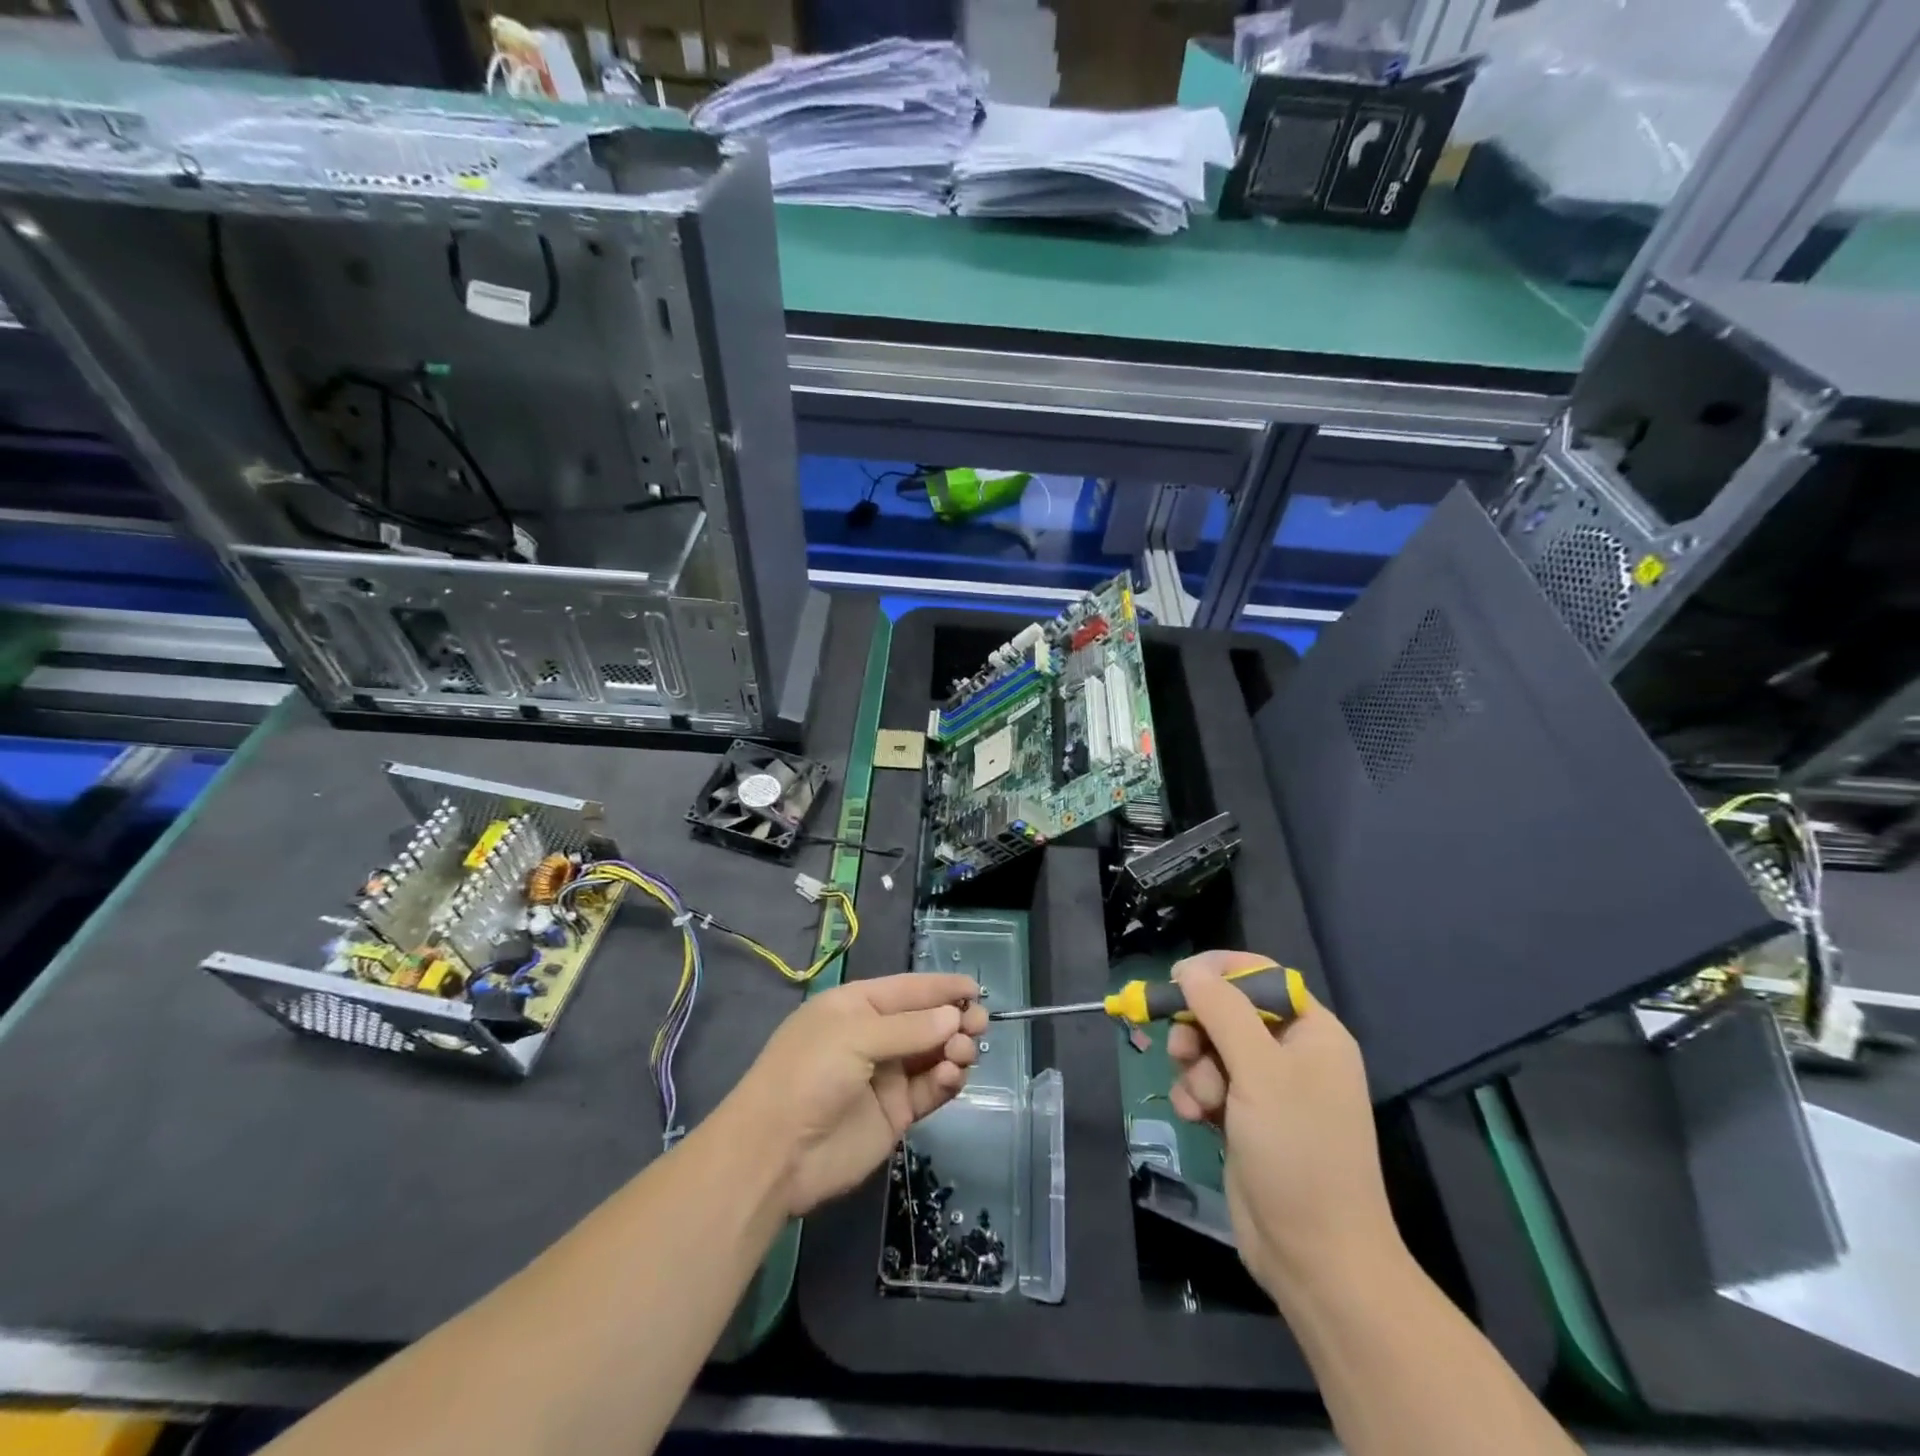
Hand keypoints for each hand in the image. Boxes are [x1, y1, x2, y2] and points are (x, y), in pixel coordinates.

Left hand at [723, 973, 987, 1216]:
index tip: (975, 989)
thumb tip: (953, 1018)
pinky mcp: (895, 1113)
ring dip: (954, 1049)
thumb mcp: (854, 1037)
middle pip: (926, 1021)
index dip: (941, 988)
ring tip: (963, 1053)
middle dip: (954, 1019)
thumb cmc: (808, 1075)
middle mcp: (874, 1037)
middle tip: (978, 1025)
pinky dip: (946, 1080)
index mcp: (857, 1006)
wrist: (775, 1155)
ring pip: (933, 1054)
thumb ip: (909, 1028)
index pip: (908, 989)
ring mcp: (885, 1076)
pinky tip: (950, 1076)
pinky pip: (930, 1089)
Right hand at [1167, 951, 1400, 1302]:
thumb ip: (1222, 1011)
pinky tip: (1195, 1118)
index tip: (1178, 978)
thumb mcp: (1259, 1072)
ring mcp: (1269, 1089)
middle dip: (1199, 1028)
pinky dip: (1196, 1095)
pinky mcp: (1246, 1119)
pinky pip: (1209, 1084)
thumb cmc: (1298, 1152)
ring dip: (1194, 1068)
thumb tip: (1189, 969)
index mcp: (1313, 1033)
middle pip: (1229, 1011)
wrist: (1315, 1257)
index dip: (1219, 972)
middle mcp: (1293, 1054)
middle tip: (1180, 1048)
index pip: (1262, 977)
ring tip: (1197, 1099)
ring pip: (1211, 1048)